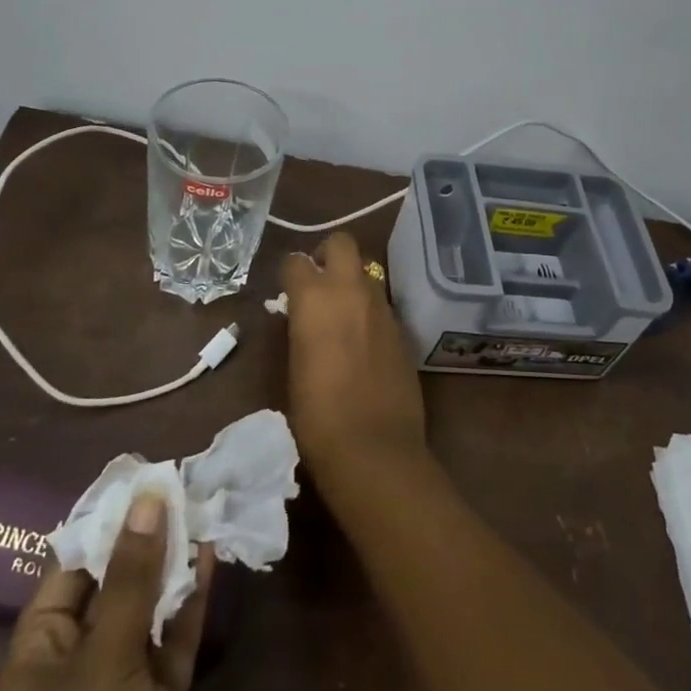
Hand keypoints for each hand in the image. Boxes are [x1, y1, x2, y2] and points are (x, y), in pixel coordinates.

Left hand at [0, 493, 212, 690]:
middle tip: (181, 483)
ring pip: (145, 615)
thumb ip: (132, 578)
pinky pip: (170, 646)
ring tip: (202, 509)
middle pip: (110, 590)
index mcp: (34, 660)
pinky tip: (211, 560)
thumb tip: (148, 496)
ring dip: (172, 568)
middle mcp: (71, 670)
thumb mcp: (107, 661)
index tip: (141, 478)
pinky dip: (190, 606)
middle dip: (144, 541)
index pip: (66, 573)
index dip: (103, 524)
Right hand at [280, 232, 427, 485]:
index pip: (296, 261)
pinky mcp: (403, 328)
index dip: (290, 273)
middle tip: (319, 281)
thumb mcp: (294, 366)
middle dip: (328, 253)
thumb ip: (300, 329)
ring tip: (343, 313)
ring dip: (352, 282)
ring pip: (367, 272)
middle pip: (342, 243)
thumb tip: (301, 316)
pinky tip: (364, 340)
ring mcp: (382, 307)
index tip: (287, 289)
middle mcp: (351, 290)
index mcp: (315, 297)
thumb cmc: (317, 415)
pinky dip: (370, 310)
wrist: (374, 448)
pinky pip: (382, 304)